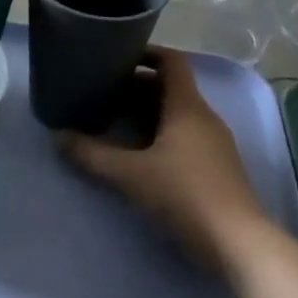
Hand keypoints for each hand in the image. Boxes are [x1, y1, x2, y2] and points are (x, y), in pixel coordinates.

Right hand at [58, 49, 268, 277]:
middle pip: (170, 87)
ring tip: (112, 117)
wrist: (239, 245)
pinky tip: (137, 151)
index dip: (145, 53)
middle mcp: (204, 117)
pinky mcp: (216, 167)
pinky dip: (159, 132)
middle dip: (136, 85)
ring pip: (176, 113)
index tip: (116, 55)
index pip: (171, 61)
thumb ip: (92, 154)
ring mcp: (213, 143)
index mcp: (188, 106)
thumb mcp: (131, 174)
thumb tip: (58, 137)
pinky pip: (184, 134)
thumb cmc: (185, 195)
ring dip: (146, 111)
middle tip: (102, 90)